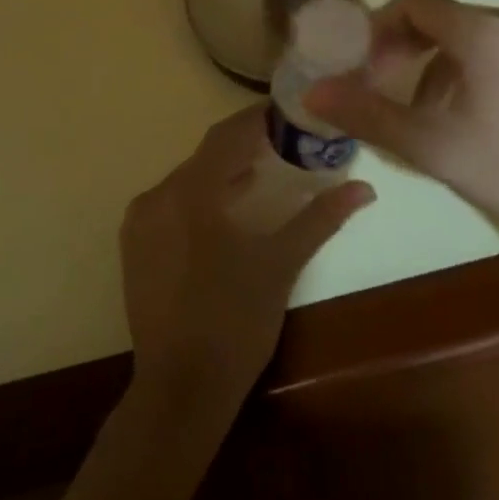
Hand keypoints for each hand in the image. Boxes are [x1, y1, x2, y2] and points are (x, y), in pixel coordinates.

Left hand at [120, 106, 374, 417]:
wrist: (181, 388)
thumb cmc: (236, 321)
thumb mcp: (281, 264)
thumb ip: (320, 218)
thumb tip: (364, 188)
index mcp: (191, 192)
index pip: (227, 135)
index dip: (258, 118)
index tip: (289, 111)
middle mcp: (158, 195)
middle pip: (206, 155)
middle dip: (244, 145)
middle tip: (285, 140)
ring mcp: (140, 222)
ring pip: (187, 179)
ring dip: (223, 171)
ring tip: (263, 169)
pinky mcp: (134, 245)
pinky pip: (170, 203)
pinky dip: (200, 196)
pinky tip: (227, 209)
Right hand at [305, 0, 498, 265]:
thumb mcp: (434, 147)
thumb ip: (368, 115)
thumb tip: (312, 92)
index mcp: (483, 29)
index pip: (412, 3)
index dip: (376, 30)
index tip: (359, 67)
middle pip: (440, 19)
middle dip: (403, 51)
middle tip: (383, 91)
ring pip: (470, 38)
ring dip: (436, 67)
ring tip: (428, 118)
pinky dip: (470, 73)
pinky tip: (474, 121)